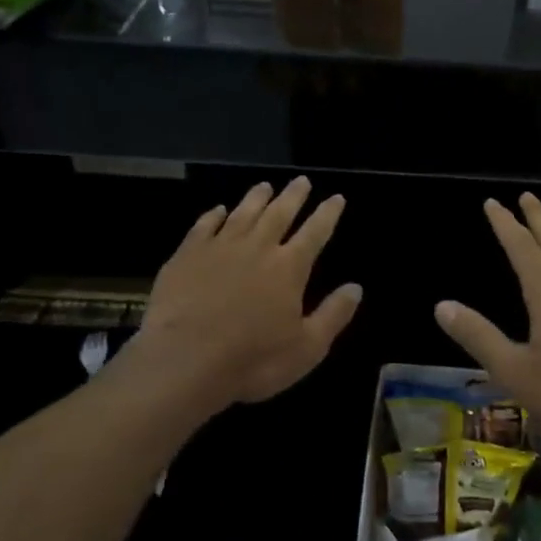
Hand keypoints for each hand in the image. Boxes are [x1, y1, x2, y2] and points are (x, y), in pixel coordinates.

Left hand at [135, 177, 360, 409]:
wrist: (184, 360)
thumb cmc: (252, 359)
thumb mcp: (306, 348)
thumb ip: (333, 315)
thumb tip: (356, 287)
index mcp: (289, 267)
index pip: (315, 232)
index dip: (328, 214)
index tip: (336, 197)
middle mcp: (257, 247)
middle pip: (279, 213)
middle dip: (293, 196)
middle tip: (302, 180)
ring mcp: (219, 247)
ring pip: (243, 213)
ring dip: (256, 198)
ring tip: (265, 186)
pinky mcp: (187, 255)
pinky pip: (204, 226)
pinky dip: (214, 215)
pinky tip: (218, 210)